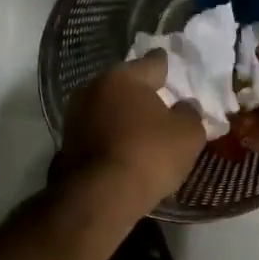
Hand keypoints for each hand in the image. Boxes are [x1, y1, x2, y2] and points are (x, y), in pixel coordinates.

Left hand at [58, 52, 205, 217]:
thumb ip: (190, 113)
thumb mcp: (188, 134)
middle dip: (142, 93)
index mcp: (123, 77)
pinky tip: (126, 149)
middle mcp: (94, 88)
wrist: (100, 197)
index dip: (166, 65)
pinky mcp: (68, 143)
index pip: (152, 62)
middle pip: (126, 85)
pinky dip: (112, 137)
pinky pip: (99, 132)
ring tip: (144, 130)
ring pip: (109, 109)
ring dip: (124, 117)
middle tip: (162, 103)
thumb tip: (185, 106)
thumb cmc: (149, 155)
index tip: (172, 65)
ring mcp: (76, 116)